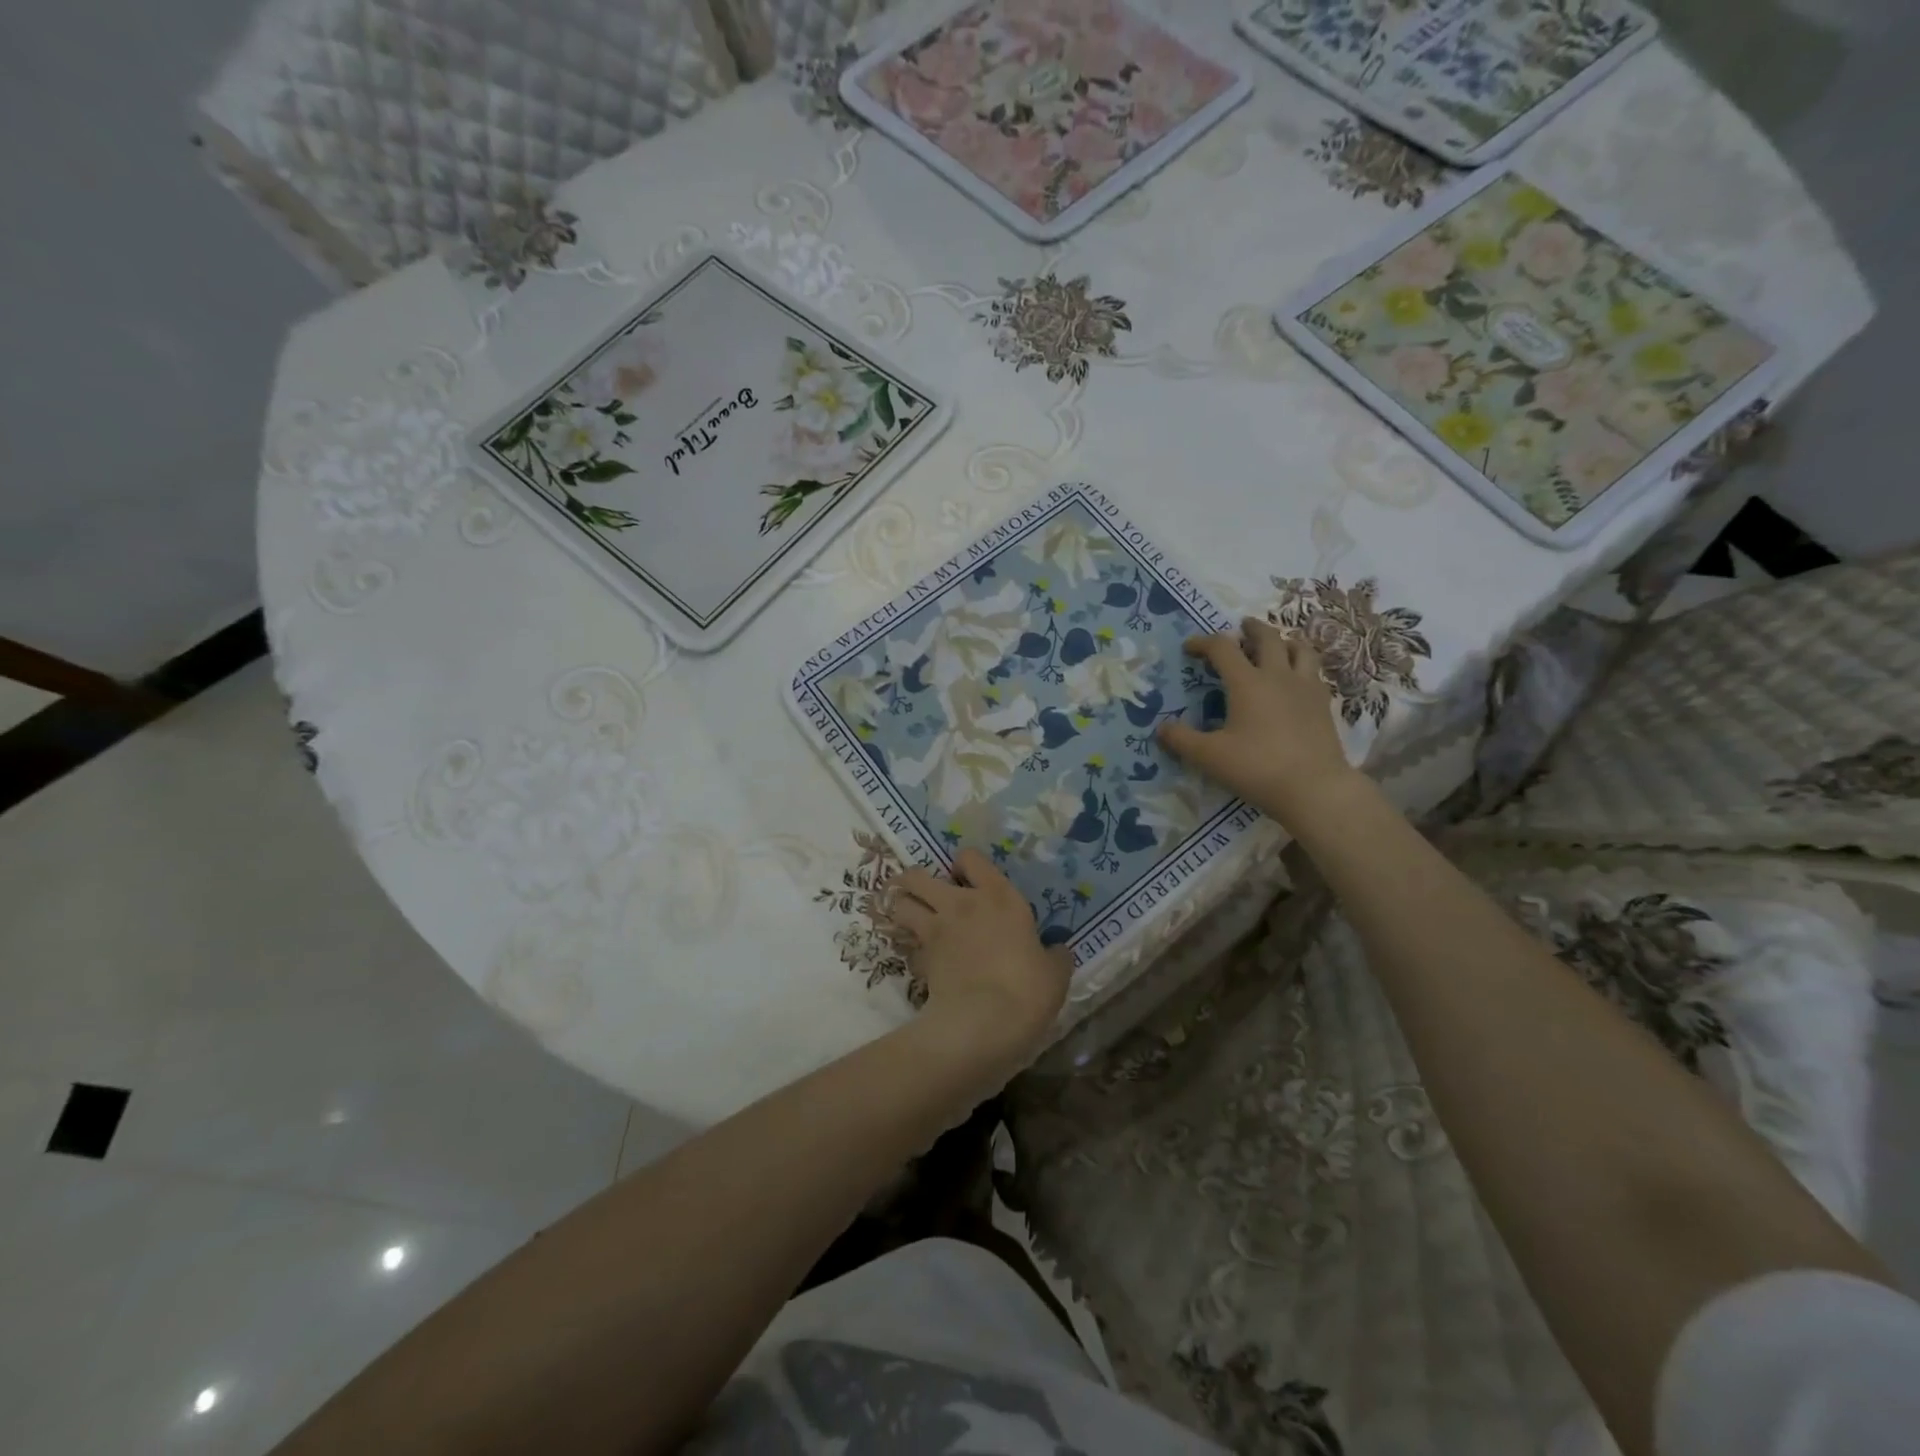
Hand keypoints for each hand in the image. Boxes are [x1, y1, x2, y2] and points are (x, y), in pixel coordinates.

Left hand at [890, 848, 1071, 1073]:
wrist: (984, 1022)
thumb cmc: (1027, 989)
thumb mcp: (1055, 973)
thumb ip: (1054, 956)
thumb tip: (1056, 951)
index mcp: (999, 896)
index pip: (970, 857)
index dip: (965, 865)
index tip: (968, 878)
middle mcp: (960, 903)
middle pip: (918, 876)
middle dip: (916, 881)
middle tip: (929, 895)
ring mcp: (935, 930)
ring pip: (900, 903)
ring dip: (902, 906)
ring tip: (911, 917)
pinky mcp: (920, 959)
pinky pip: (907, 944)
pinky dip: (908, 947)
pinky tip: (921, 959)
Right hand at [1157, 617, 1363, 826]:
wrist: (1314, 788)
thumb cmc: (1257, 767)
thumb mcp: (1209, 756)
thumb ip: (1181, 740)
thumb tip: (1161, 728)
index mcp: (1247, 683)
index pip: (1222, 648)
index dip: (1203, 642)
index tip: (1190, 647)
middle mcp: (1278, 676)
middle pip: (1267, 638)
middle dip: (1251, 629)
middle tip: (1241, 627)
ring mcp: (1306, 688)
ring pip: (1300, 649)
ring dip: (1285, 641)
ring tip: (1277, 645)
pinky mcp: (1324, 705)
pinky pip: (1314, 673)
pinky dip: (1302, 666)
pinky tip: (1297, 680)